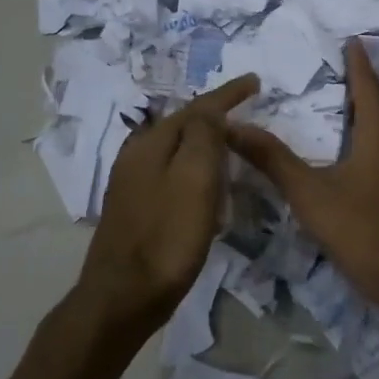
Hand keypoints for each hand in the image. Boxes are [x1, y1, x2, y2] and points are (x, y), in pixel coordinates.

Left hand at [78, 75, 258, 335]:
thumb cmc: (167, 235)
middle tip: (244, 107)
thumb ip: (203, 135)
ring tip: (229, 138)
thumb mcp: (194, 178)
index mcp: (151, 143)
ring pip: (175, 147)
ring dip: (203, 139)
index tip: (255, 81)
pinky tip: (203, 180)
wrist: (123, 297)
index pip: (197, 107)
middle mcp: (136, 155)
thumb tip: (209, 110)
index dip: (228, 94)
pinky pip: (171, 170)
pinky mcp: (135, 208)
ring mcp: (132, 183)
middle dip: (213, 113)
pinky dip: (193, 165)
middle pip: (182, 123)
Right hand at [228, 40, 378, 311]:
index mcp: (378, 133)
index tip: (352, 41)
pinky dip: (372, 143)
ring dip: (369, 117)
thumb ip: (272, 159)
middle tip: (339, 77)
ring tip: (344, 114)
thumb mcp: (310, 193)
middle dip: (362, 89)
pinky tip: (355, 163)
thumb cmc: (362, 228)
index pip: (367, 86)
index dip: (358, 63)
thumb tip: (233, 125)